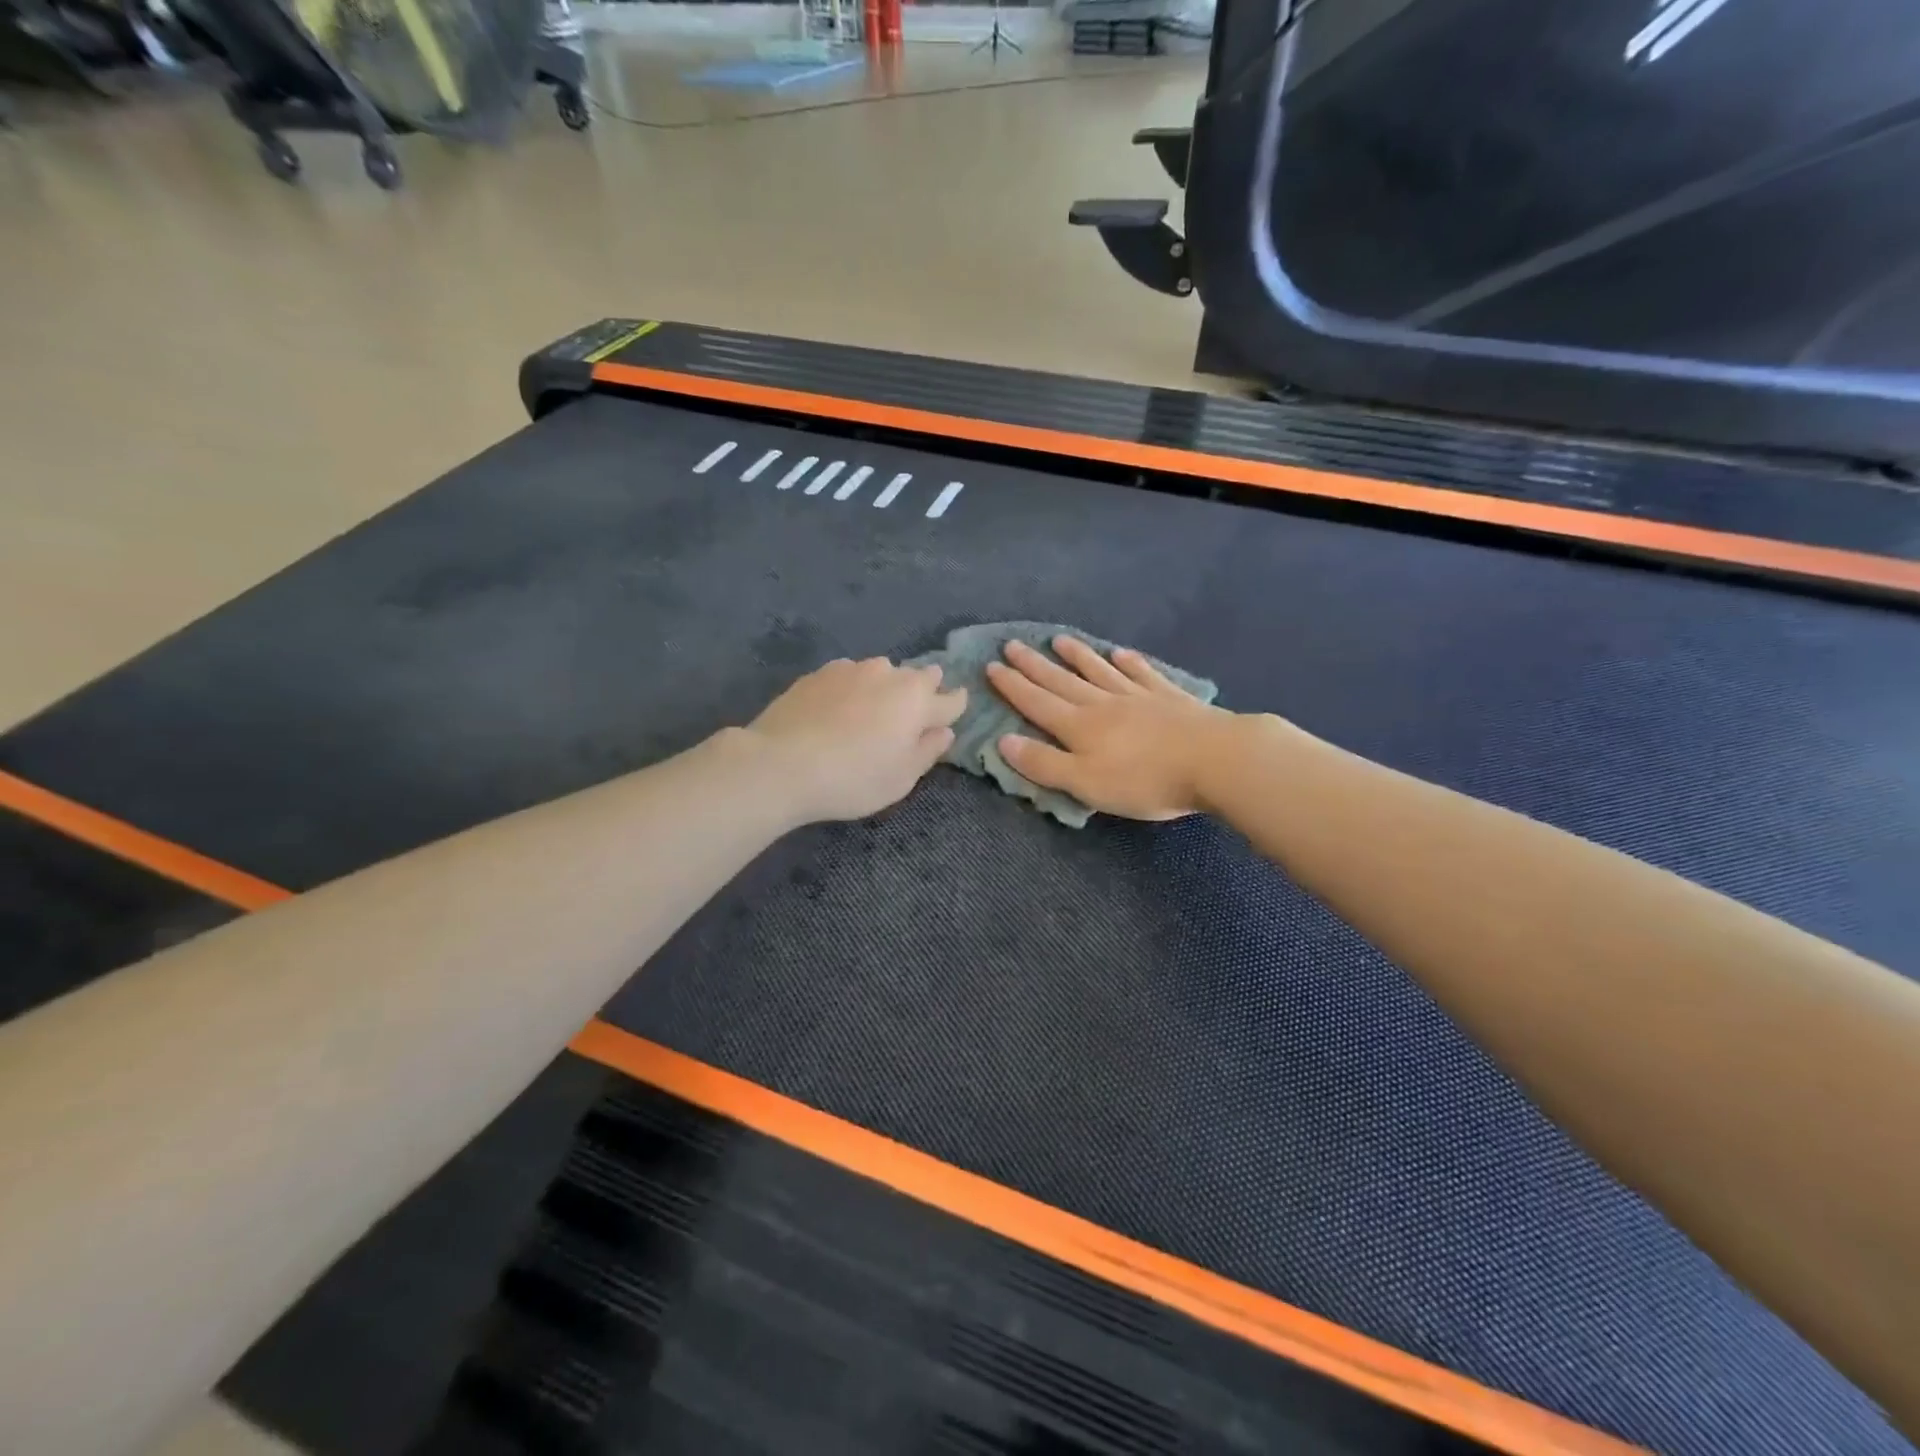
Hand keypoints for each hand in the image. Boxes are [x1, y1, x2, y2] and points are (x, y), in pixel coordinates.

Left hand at [746, 657, 966, 822]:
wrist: (782, 763)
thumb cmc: (854, 778)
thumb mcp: (901, 778)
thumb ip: (927, 751)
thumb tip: (944, 731)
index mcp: (918, 700)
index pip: (950, 699)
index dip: (955, 707)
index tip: (953, 712)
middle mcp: (890, 675)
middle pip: (919, 677)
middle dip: (923, 691)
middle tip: (913, 713)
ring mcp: (852, 669)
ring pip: (882, 672)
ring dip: (886, 687)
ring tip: (872, 711)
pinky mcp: (820, 673)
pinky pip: (849, 676)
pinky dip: (852, 688)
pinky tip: (838, 708)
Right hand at [985, 637, 1229, 820]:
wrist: (1215, 760)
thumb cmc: (1145, 780)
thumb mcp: (1085, 783)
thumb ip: (1044, 764)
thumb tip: (1003, 741)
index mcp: (1079, 727)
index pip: (1037, 702)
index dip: (1013, 686)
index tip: (992, 665)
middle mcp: (1103, 704)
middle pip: (1062, 681)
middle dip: (1034, 664)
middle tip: (1012, 644)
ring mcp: (1138, 696)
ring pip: (1099, 671)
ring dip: (1076, 656)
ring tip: (1059, 639)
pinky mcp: (1169, 697)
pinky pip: (1142, 674)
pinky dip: (1128, 663)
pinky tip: (1121, 653)